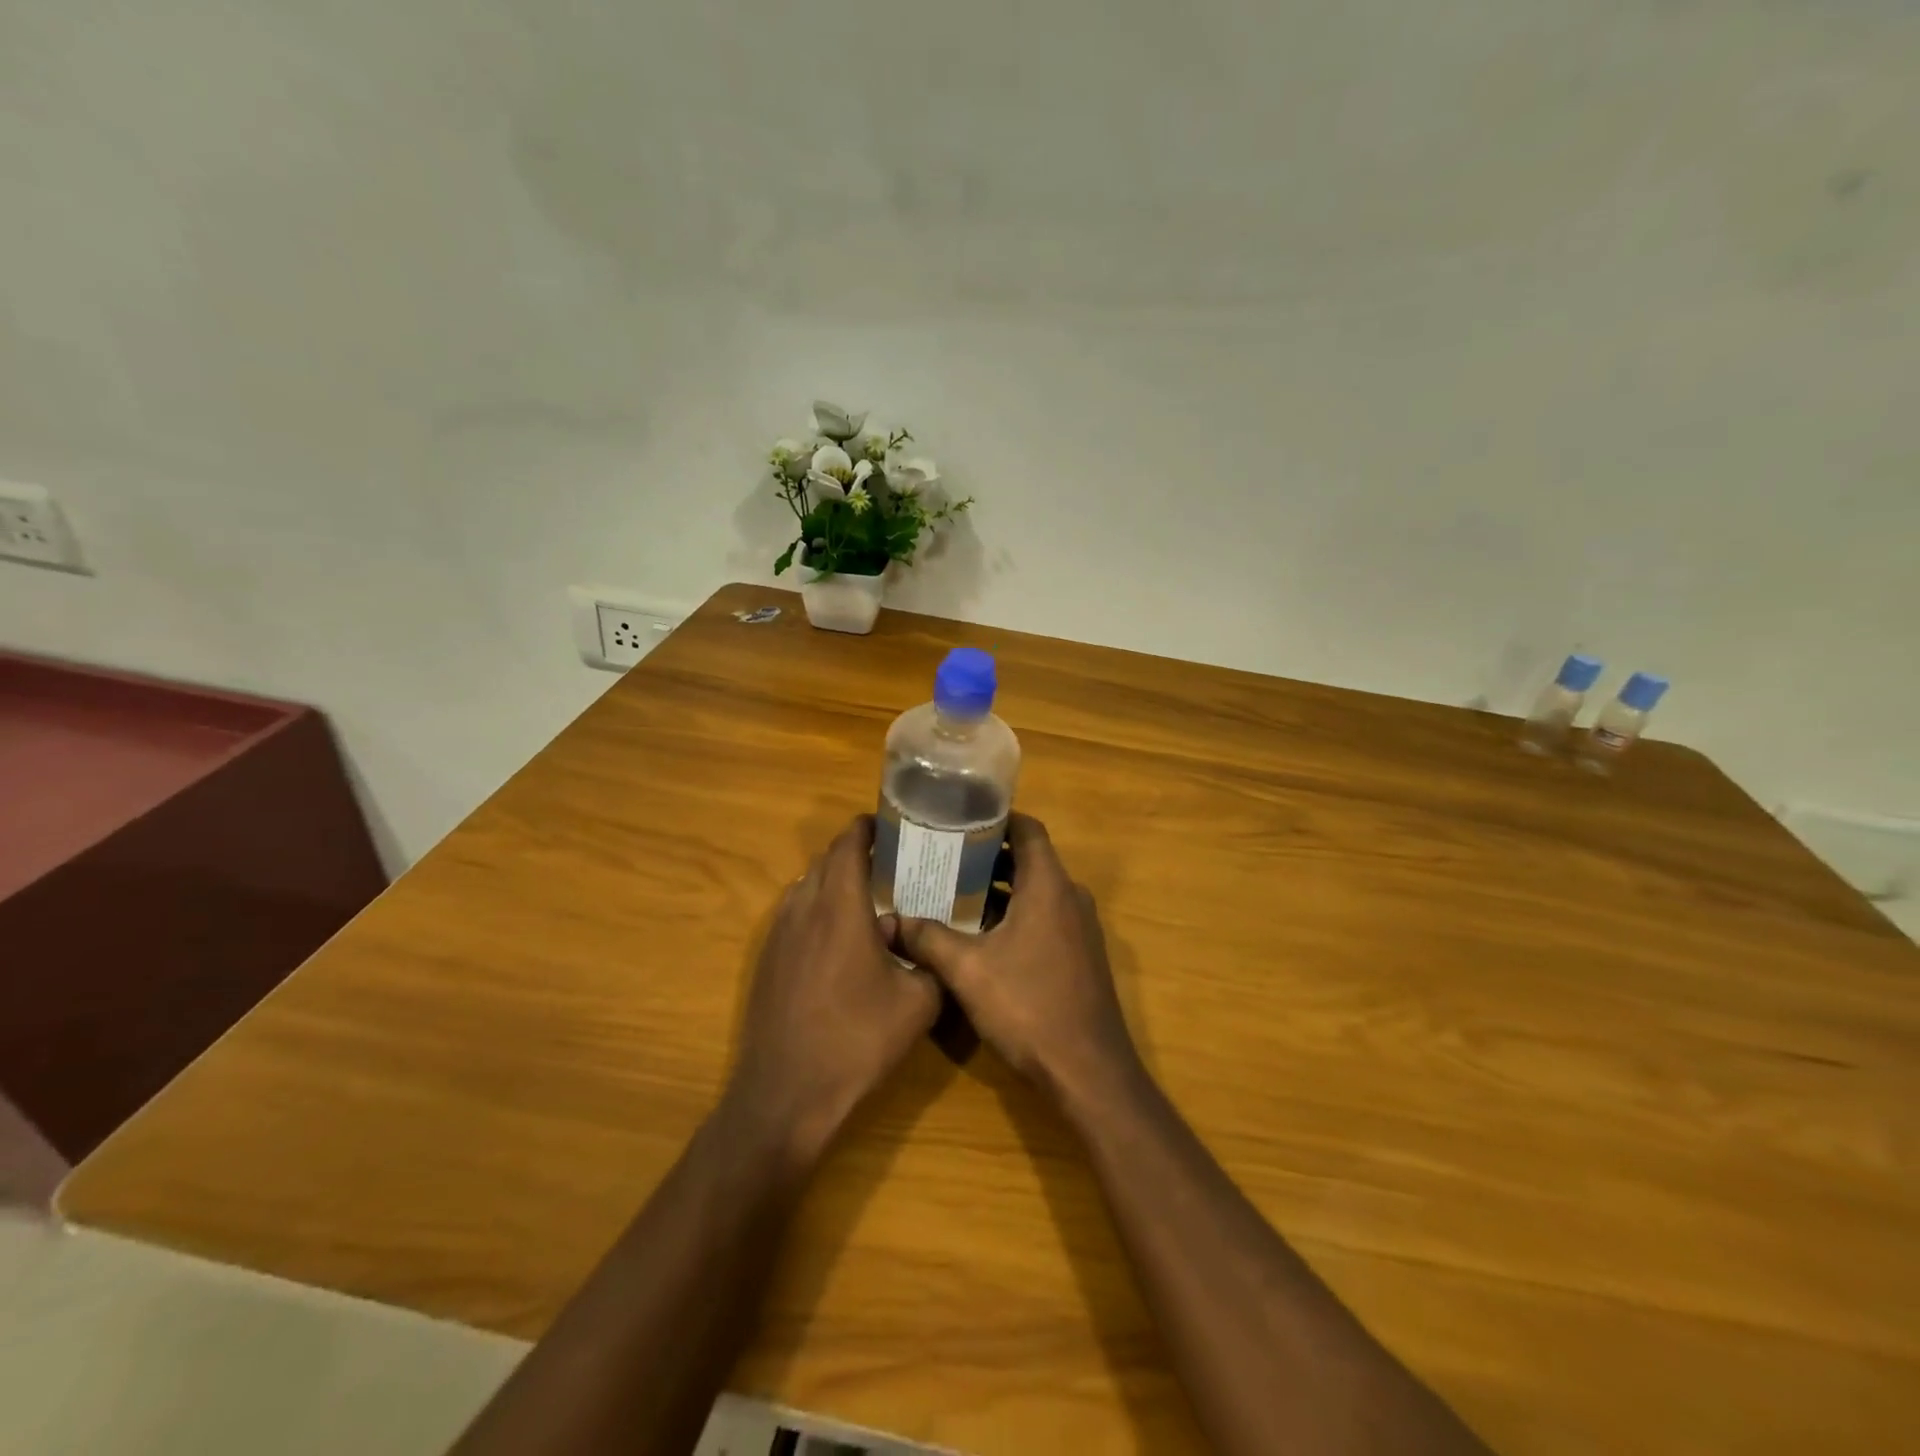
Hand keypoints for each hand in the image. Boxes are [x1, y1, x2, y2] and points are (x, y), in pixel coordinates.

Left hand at [725, 815, 941, 1167]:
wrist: (786, 1095)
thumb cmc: (856, 1041)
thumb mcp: (917, 1003)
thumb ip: (930, 960)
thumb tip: (926, 941)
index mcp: (839, 906)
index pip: (848, 843)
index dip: (869, 828)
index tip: (894, 828)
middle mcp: (803, 908)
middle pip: (826, 860)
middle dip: (857, 853)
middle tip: (893, 865)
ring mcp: (778, 934)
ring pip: (807, 886)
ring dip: (835, 881)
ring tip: (869, 900)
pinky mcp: (766, 960)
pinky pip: (794, 914)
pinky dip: (817, 909)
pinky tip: (840, 941)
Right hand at [896, 814, 1142, 1107]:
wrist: (1088, 1070)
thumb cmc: (1029, 1006)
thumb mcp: (967, 970)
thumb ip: (928, 939)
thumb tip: (892, 920)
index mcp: (1049, 885)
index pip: (1028, 829)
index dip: (996, 819)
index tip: (960, 819)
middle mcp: (1070, 897)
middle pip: (1030, 859)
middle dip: (989, 856)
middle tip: (945, 857)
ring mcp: (1080, 927)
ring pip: (1037, 890)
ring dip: (1001, 888)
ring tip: (955, 892)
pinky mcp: (1081, 954)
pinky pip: (1046, 916)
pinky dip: (1017, 913)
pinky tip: (983, 935)